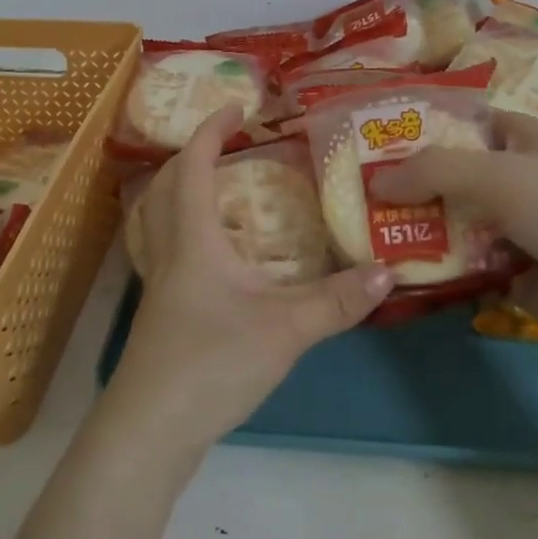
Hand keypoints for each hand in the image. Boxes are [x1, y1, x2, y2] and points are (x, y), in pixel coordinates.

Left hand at [105, 106, 394, 452]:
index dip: (211, 131)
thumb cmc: (211, 364)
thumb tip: (387, 271)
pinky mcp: (159, 315)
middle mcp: (168, 253)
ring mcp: (157, 286)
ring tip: (220, 191)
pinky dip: (186, 233)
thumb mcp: (285, 330)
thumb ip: (337, 301)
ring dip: (182, 193)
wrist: (151, 431)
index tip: (237, 107)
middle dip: (193, 156)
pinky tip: (215, 258)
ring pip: (158, 220)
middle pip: (166, 187)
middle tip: (228, 146)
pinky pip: (165, 252)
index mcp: (192, 240)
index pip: (193, 166)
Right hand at [372, 112, 537, 363]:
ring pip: (451, 221)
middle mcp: (513, 177)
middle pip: (447, 175)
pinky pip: (462, 264)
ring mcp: (512, 226)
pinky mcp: (512, 271)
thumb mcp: (499, 174)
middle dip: (405, 184)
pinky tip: (393, 270)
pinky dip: (435, 267)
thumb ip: (433, 171)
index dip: (416, 128)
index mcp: (518, 138)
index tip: (368, 141)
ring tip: (361, 234)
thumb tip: (374, 181)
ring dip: (415, 228)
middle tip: (351, 194)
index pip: (457, 122)